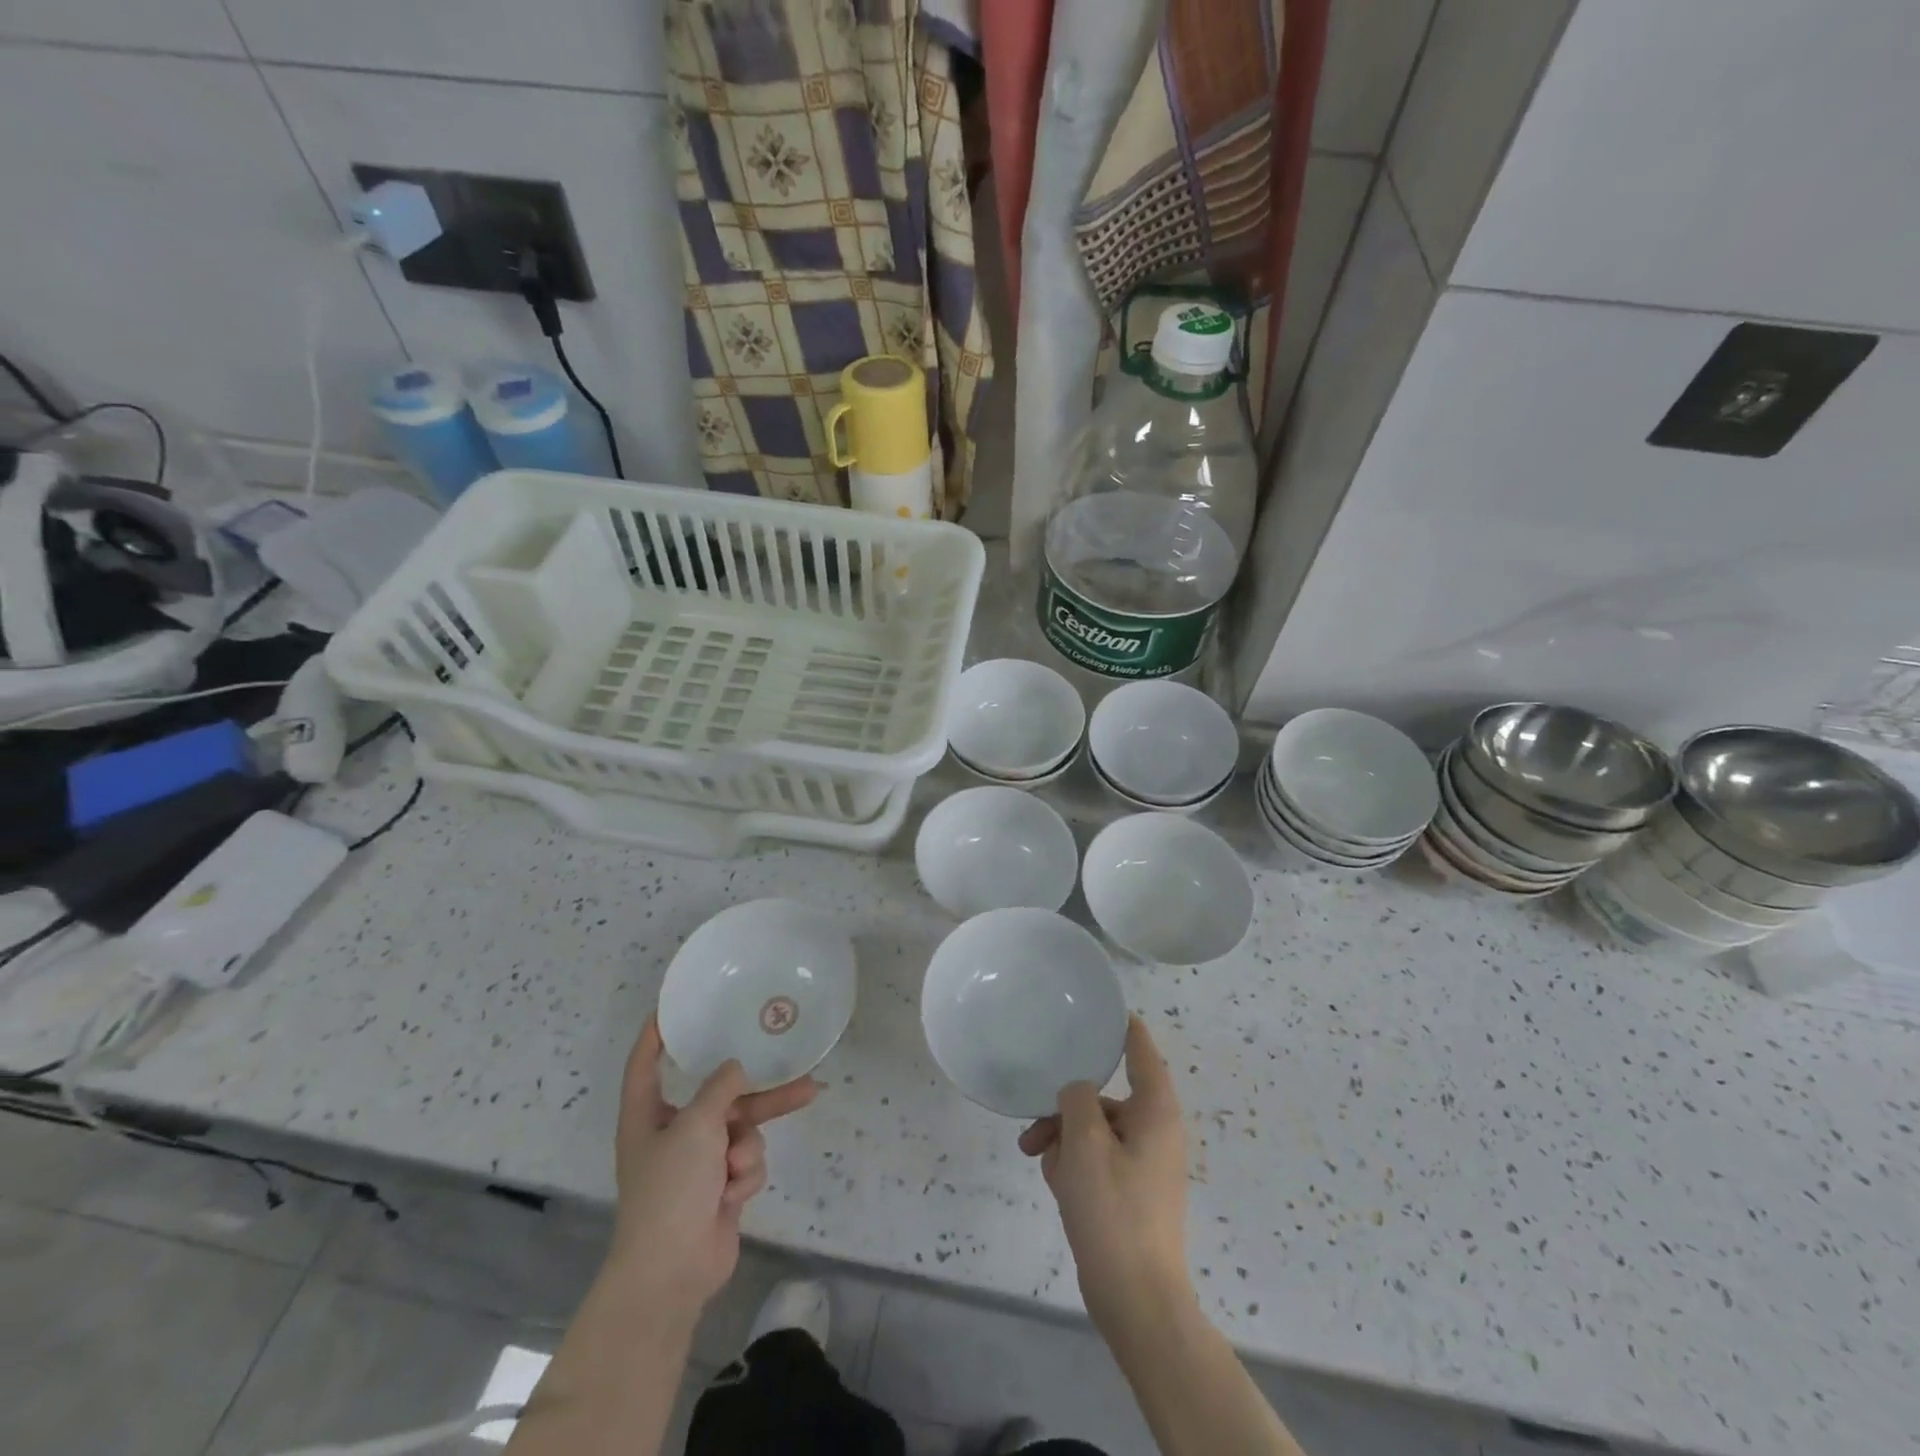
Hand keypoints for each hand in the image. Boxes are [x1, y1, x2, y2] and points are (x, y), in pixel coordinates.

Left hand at [607, 1017, 817, 1318]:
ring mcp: (698, 1162)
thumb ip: (721, 1087)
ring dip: (747, 1145)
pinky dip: (744, 1174)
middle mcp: (672, 1132)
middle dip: (756, 1091)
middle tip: (797, 1069)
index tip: (672, 1007)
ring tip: (763, 1144)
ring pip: (741, 1128)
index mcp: (647, 1115)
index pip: (645, 1063)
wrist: (673, 1271)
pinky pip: (746, 1160)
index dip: (655, 1034)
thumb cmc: (671, 1190)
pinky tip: (732, 1195)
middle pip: (719, 1095)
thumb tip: (737, 1067)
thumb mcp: (696, 1125)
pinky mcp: (719, 1186)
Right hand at [1019, 1015, 1191, 1334]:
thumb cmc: (1114, 1210)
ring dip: (1063, 1139)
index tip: (1100, 1008)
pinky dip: (1074, 1164)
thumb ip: (1078, 1099)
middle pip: (1104, 1096)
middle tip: (1034, 1126)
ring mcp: (1143, 1163)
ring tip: (1037, 1161)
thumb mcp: (1085, 1143)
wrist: (1136, 1299)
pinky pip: (1096, 1159)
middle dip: (1066, 1108)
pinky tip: (1055, 1184)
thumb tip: (1078, 1091)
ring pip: (1094, 1129)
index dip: (1122, 1026)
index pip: (1141, 1051)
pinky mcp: (1129, 1191)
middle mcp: (1154, 1130)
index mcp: (1155, 1111)